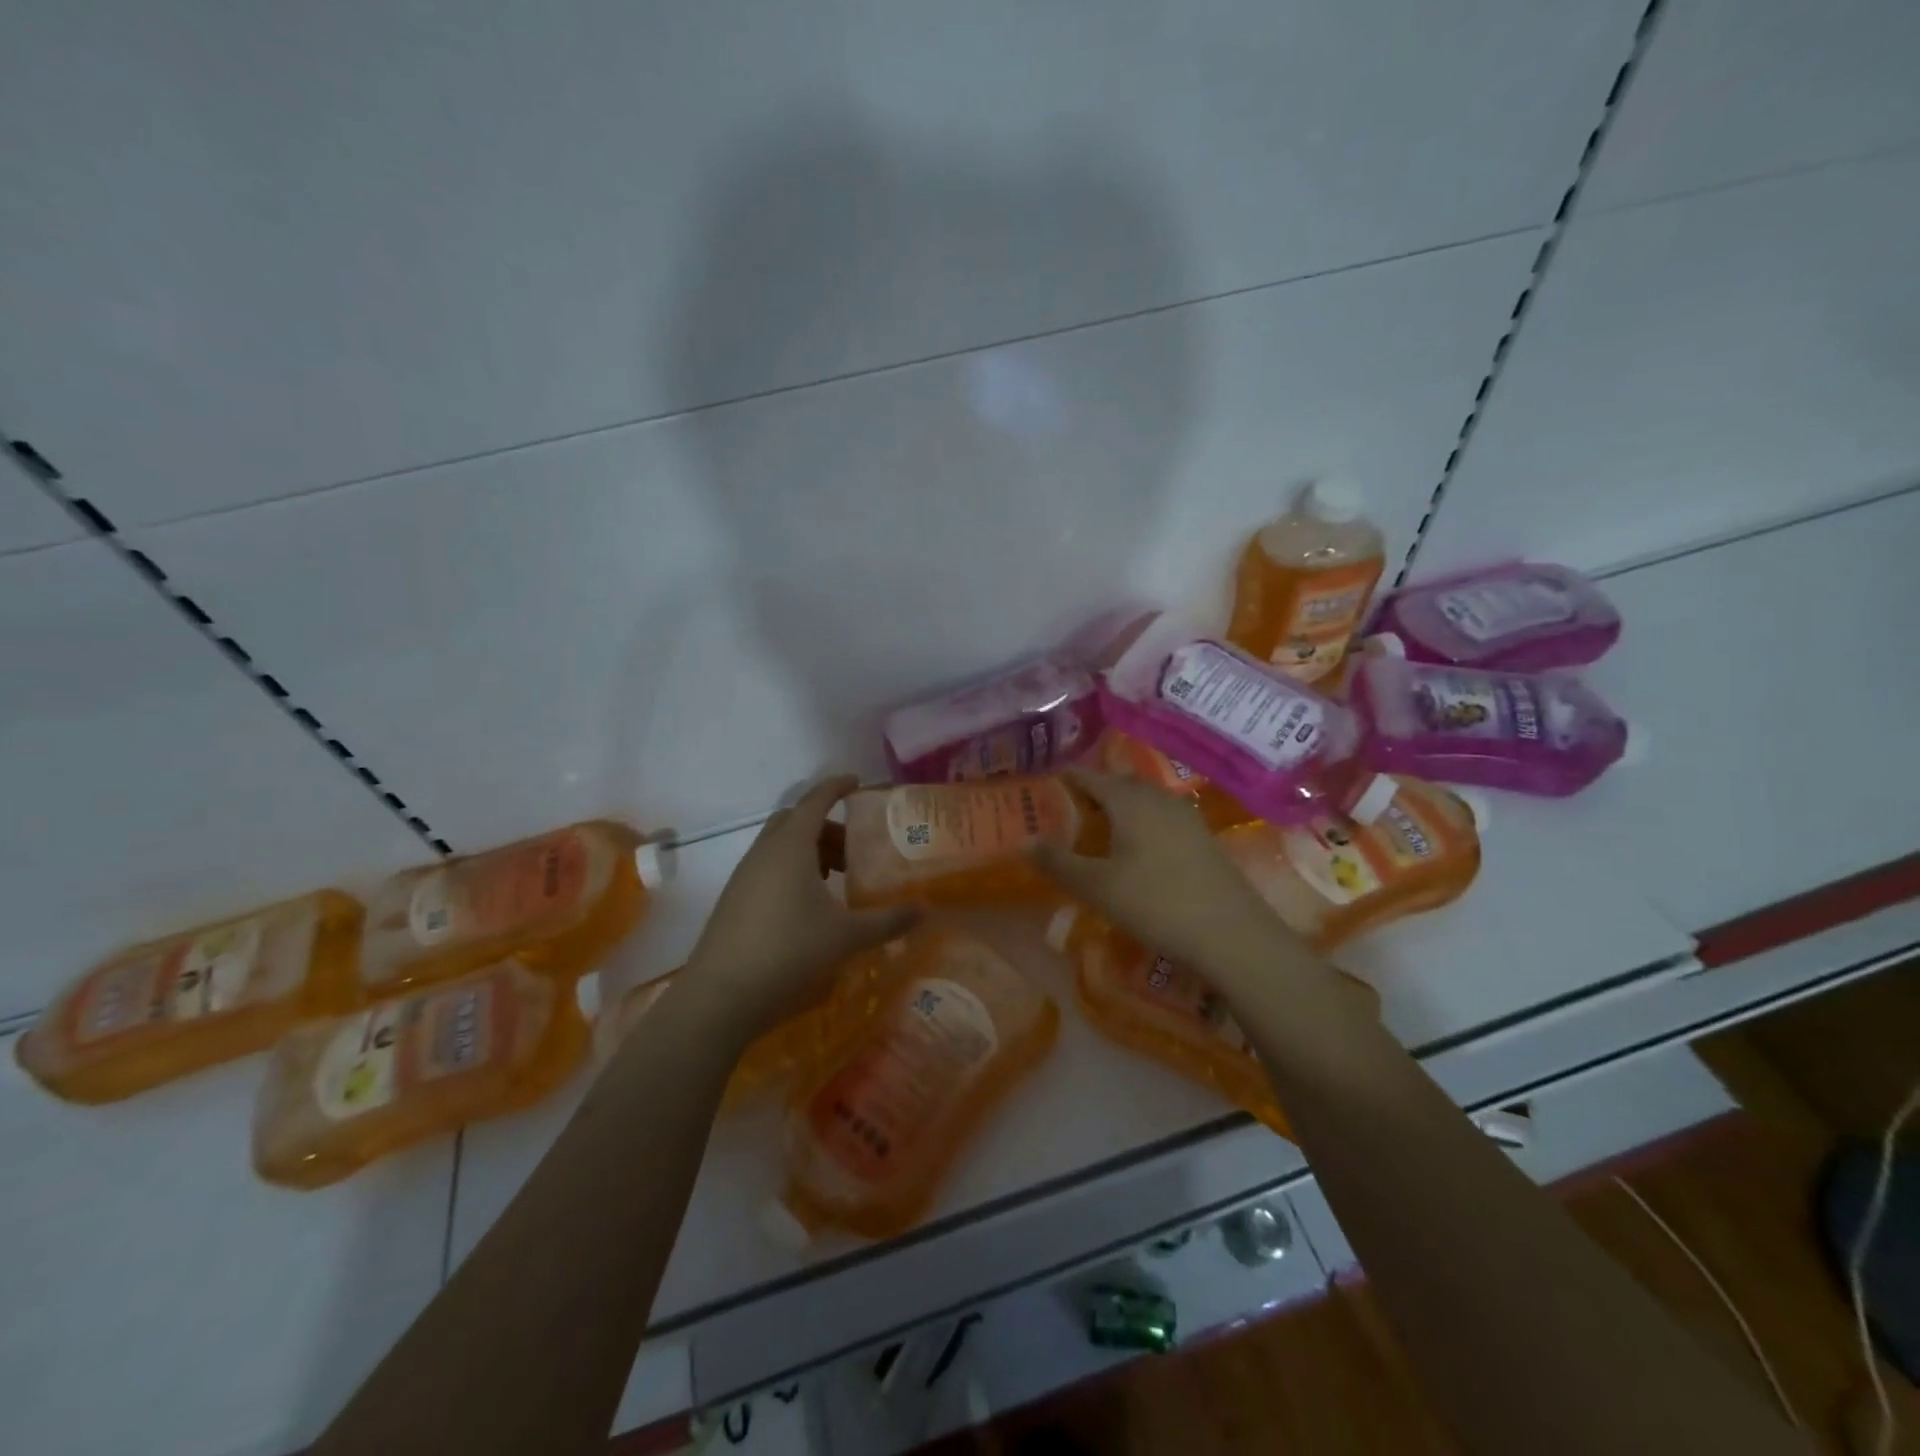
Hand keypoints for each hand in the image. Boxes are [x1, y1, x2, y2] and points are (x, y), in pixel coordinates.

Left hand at [685, 775, 918, 1041]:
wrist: (720, 996)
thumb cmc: (788, 952)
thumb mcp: (846, 937)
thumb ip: (887, 921)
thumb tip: (926, 911)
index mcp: (790, 846)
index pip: (815, 800)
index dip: (837, 786)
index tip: (857, 782)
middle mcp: (764, 852)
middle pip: (796, 820)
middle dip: (827, 825)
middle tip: (855, 847)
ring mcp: (744, 875)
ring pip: (780, 845)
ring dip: (809, 850)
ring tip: (836, 879)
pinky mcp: (734, 899)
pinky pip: (767, 867)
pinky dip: (791, 870)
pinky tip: (808, 905)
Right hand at [1031, 769, 1306, 985]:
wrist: (1232, 935)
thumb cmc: (1156, 904)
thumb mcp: (1097, 887)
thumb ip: (1058, 862)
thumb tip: (1024, 842)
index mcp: (1130, 800)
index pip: (1091, 777)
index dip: (1067, 778)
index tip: (1047, 784)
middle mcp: (1158, 798)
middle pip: (1120, 783)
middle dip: (1094, 790)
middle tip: (1070, 807)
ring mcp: (1186, 816)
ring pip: (1144, 799)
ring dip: (1120, 806)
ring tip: (1100, 826)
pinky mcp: (1203, 838)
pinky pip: (1162, 816)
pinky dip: (1142, 821)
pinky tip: (1138, 847)